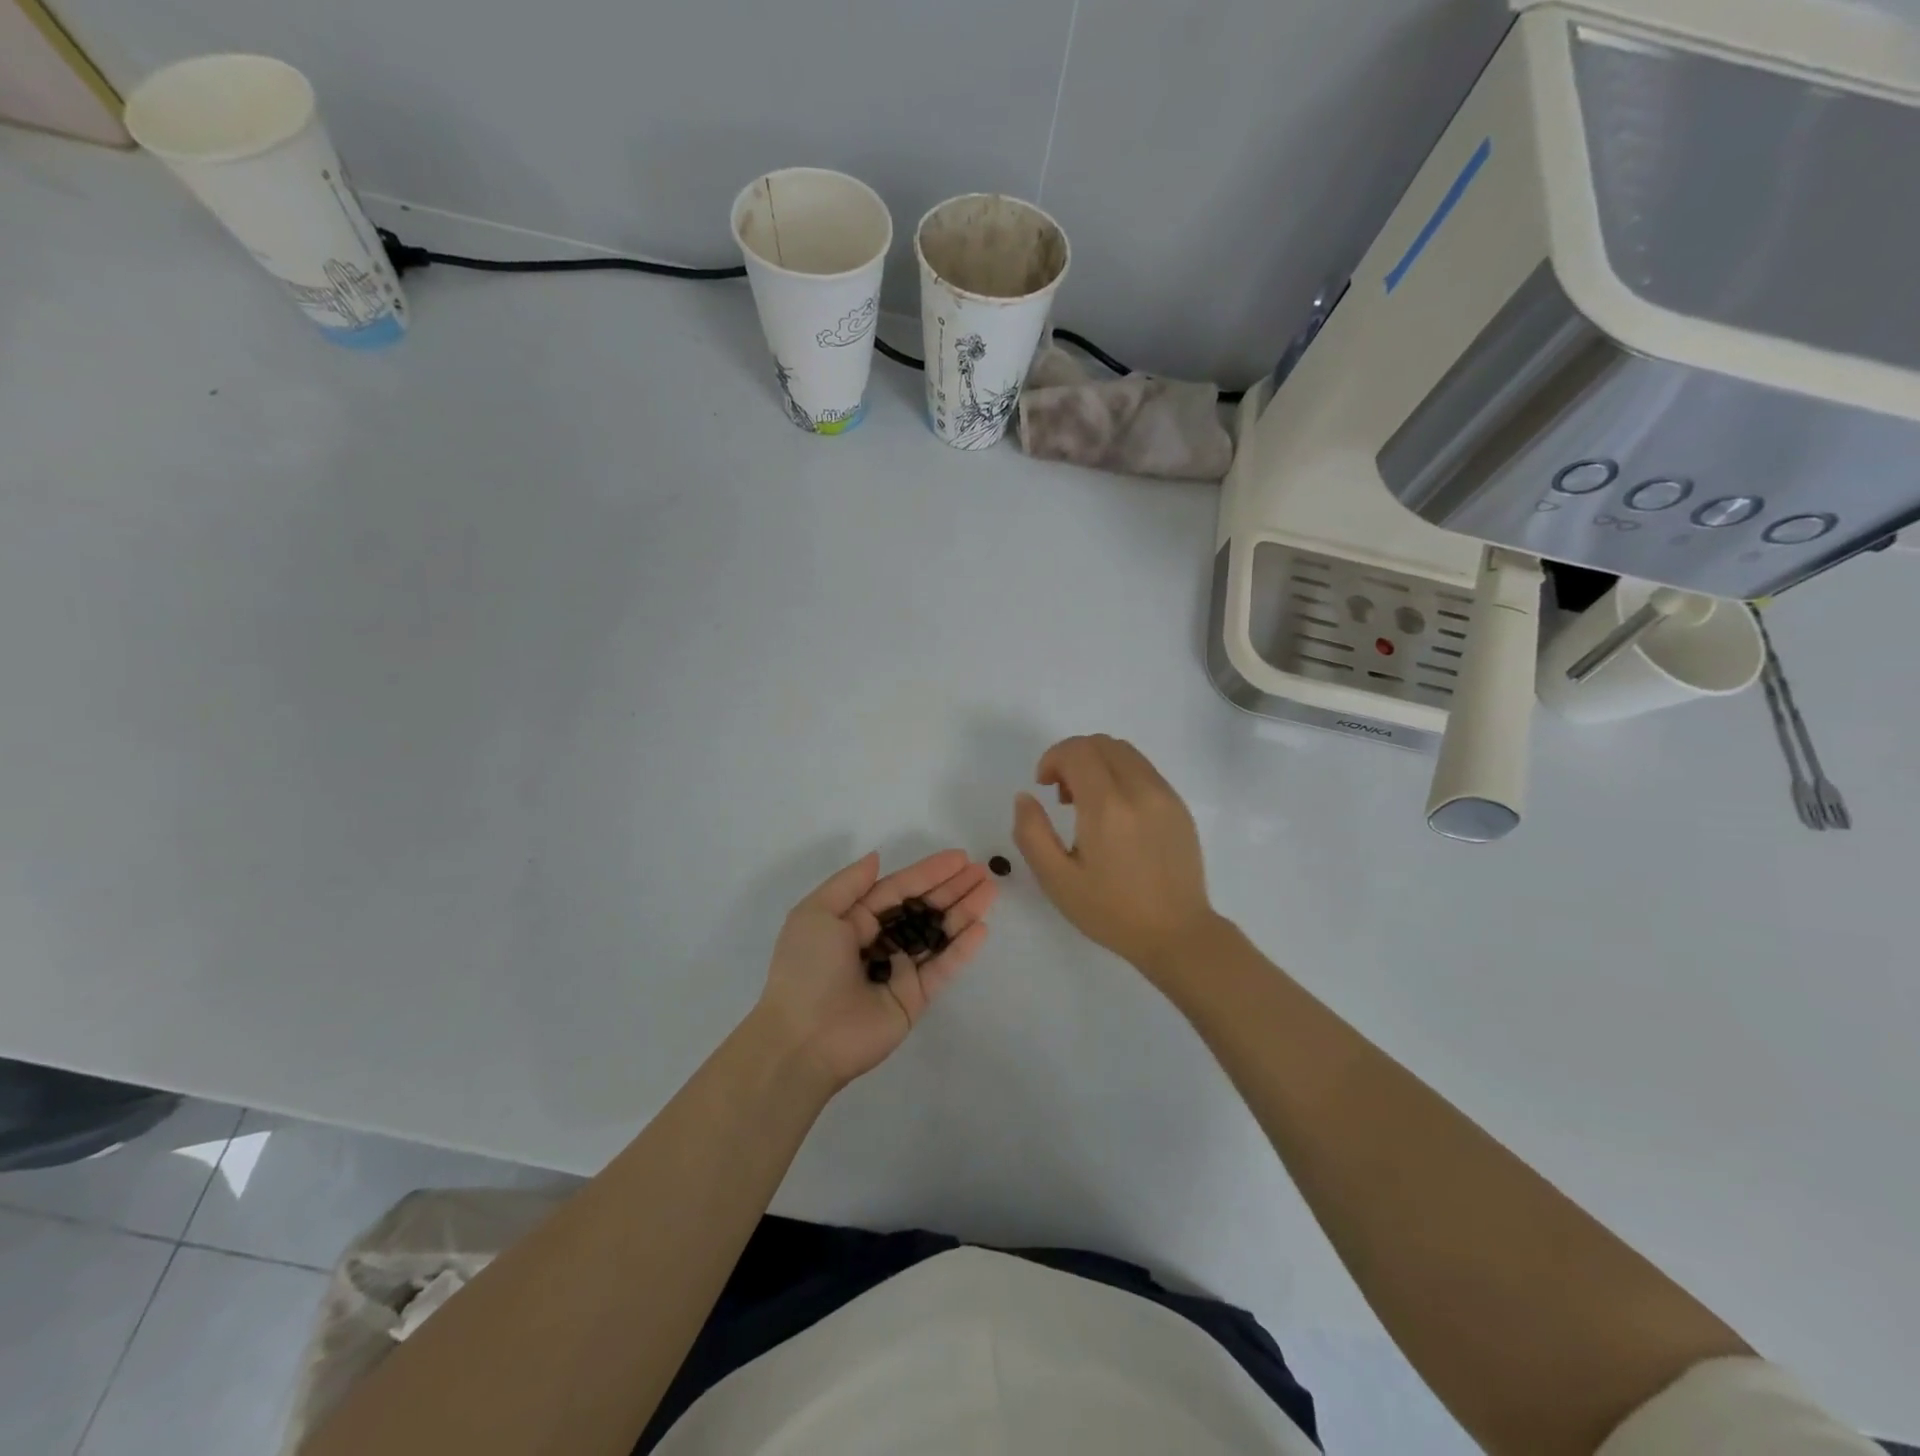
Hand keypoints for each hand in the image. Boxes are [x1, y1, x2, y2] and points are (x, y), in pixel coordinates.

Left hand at [755, 849, 997, 1091]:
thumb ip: (849, 883)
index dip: (928, 872)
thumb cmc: (806, 968)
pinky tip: (981, 928)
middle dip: (952, 889)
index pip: (898, 889)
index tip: (959, 857)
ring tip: (990, 890)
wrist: (803, 1039)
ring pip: (937, 935)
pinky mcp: (913, 999)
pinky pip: (941, 968)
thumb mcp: (815, 913)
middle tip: (982, 871)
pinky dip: (961, 949)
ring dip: (963, 912)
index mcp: (854, 920)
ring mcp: (898, 971)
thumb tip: (877, 857)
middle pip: (922, 909)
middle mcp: (879, 942)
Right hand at [1012, 734, 1217, 978]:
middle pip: (1101, 743)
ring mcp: (1165, 795)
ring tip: (1087, 804)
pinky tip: (1115, 815)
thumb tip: (1025, 796)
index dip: (1052, 759)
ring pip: (1125, 752)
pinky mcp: (1179, 806)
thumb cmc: (1111, 912)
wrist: (1177, 934)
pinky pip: (1144, 770)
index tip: (1043, 786)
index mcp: (1107, 807)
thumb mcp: (1057, 880)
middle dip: (1073, 757)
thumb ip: (1031, 833)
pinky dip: (1120, 775)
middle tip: (1062, 795)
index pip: (1077, 751)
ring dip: (1097, 763)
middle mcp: (1140, 790)